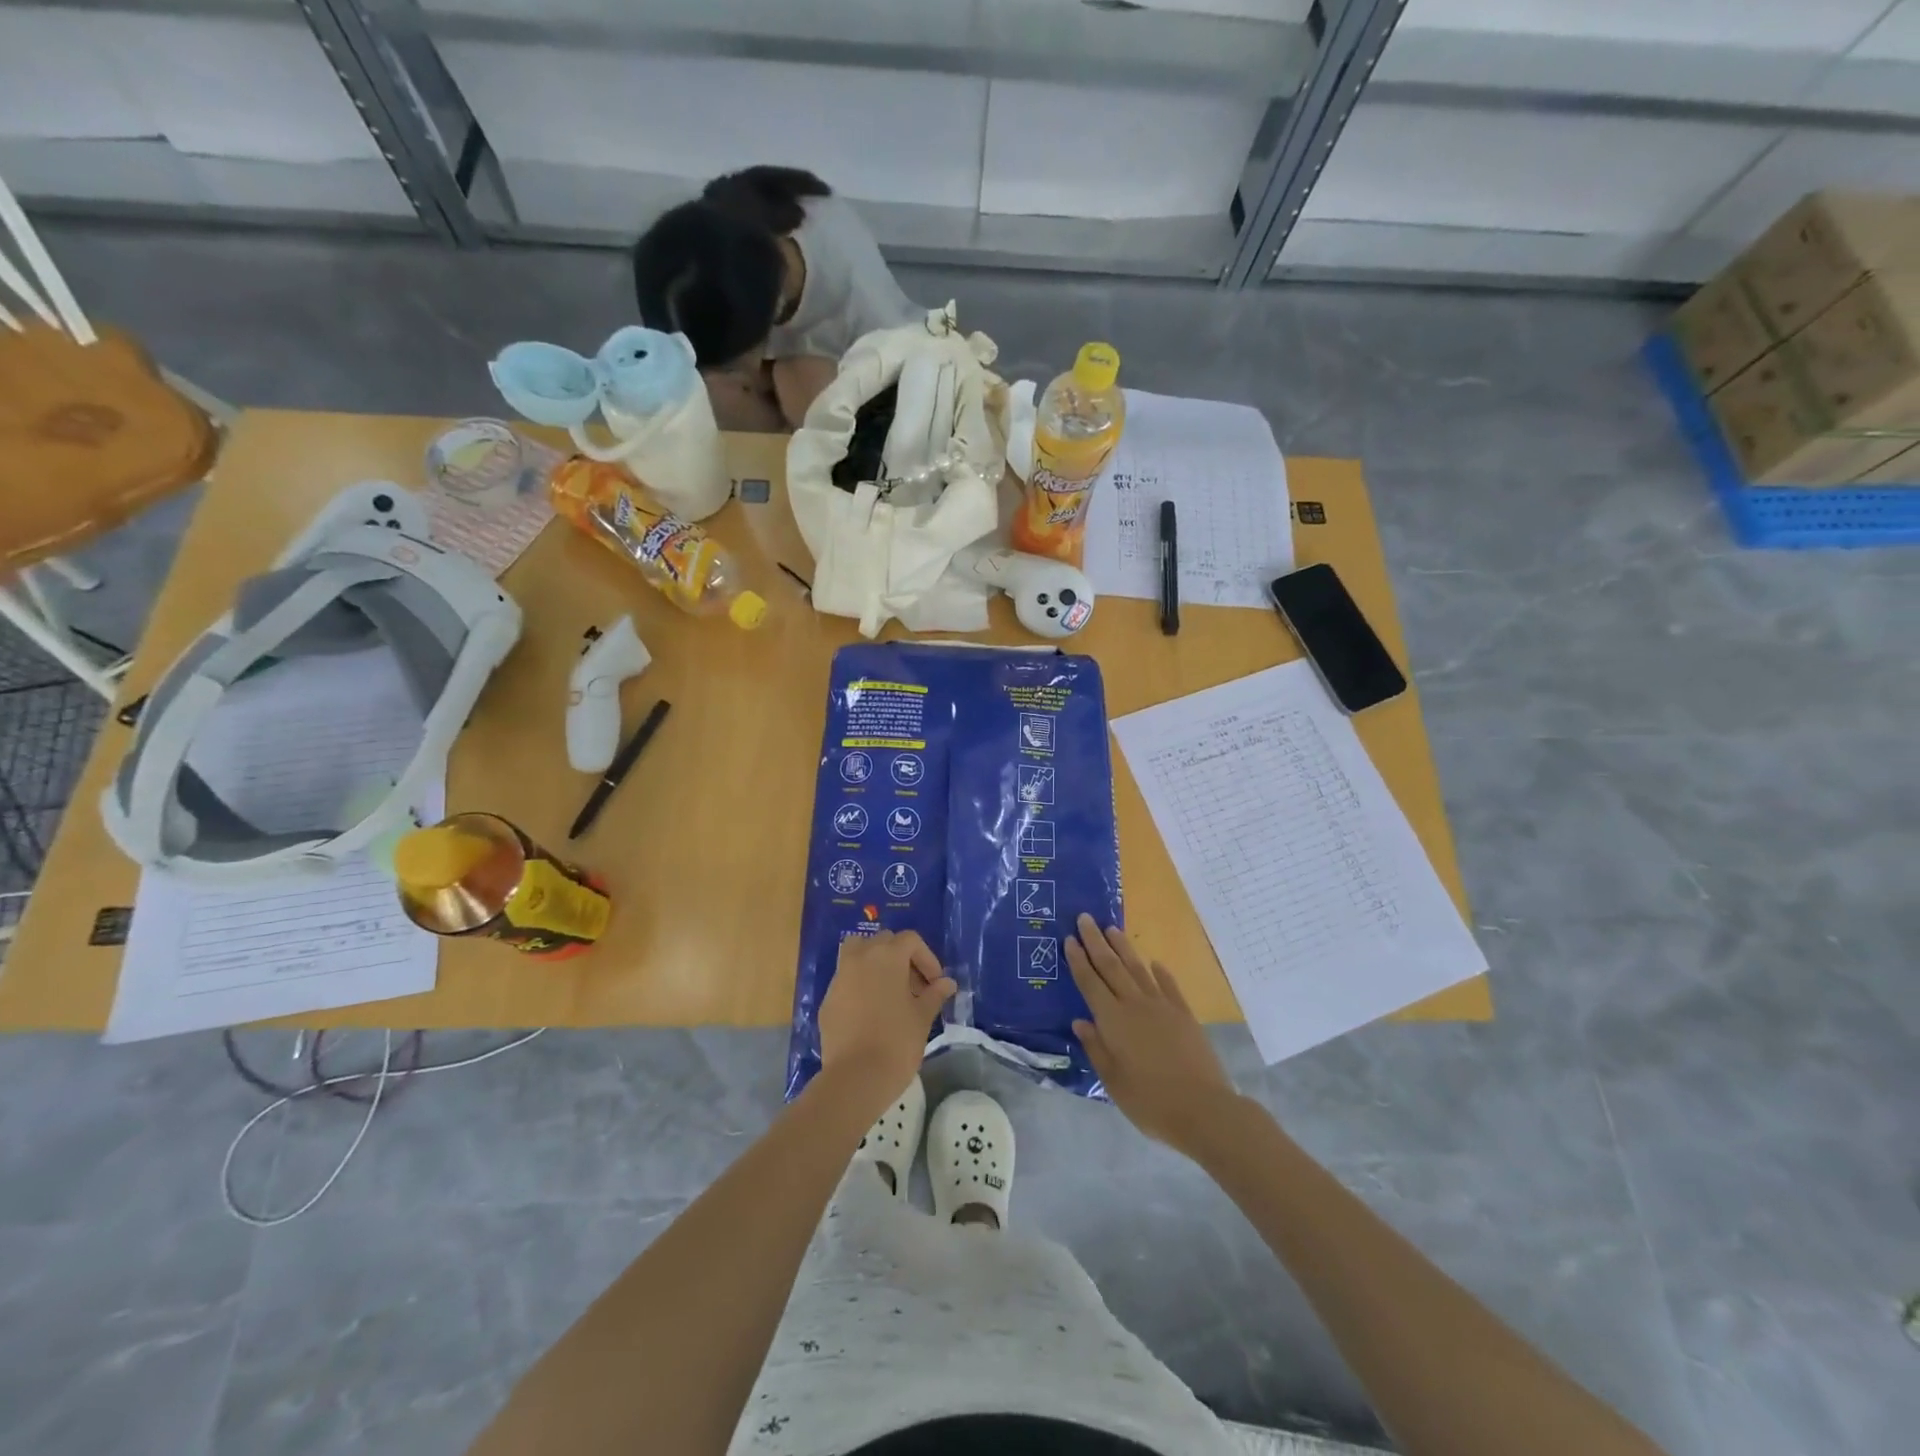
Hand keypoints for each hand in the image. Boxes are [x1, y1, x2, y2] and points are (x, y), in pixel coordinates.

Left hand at [819, 930, 955, 1107]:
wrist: (856, 1077)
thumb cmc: (897, 1042)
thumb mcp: (923, 1017)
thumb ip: (935, 994)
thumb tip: (947, 983)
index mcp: (887, 956)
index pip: (910, 940)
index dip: (927, 958)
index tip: (935, 983)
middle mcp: (860, 958)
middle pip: (883, 942)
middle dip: (901, 958)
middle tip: (915, 988)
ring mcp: (839, 978)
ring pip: (857, 954)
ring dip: (875, 965)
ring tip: (890, 993)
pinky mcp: (827, 1000)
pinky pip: (846, 981)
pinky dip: (859, 986)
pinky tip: (870, 1013)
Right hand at [1067, 914, 1238, 1155]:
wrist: (1203, 1109)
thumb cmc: (1150, 1101)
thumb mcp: (1112, 1081)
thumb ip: (1096, 1048)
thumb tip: (1080, 1022)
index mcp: (1113, 1021)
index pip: (1090, 982)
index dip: (1078, 960)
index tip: (1069, 938)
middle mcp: (1135, 1005)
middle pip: (1111, 967)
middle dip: (1096, 941)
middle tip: (1085, 918)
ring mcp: (1162, 1007)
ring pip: (1138, 969)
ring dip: (1123, 948)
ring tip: (1112, 929)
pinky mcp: (1184, 1014)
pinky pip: (1168, 986)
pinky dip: (1160, 972)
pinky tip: (1155, 962)